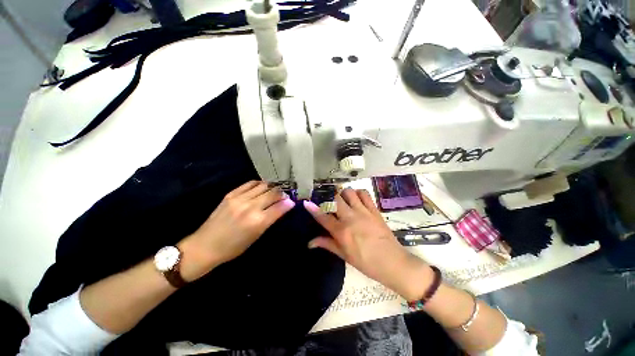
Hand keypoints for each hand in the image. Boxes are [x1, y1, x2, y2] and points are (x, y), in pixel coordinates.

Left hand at [178, 181, 294, 280]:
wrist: (205, 246)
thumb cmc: (233, 247)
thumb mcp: (256, 237)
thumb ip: (271, 219)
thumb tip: (284, 207)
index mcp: (258, 222)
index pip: (280, 207)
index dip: (288, 203)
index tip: (292, 202)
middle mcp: (250, 207)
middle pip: (273, 193)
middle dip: (282, 193)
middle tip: (284, 196)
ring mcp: (240, 198)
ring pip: (263, 185)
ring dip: (272, 187)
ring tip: (274, 191)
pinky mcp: (231, 194)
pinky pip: (250, 183)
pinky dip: (259, 184)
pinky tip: (262, 187)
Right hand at [304, 189, 432, 300]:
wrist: (393, 262)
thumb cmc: (366, 262)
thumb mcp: (345, 255)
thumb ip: (327, 244)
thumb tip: (310, 242)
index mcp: (342, 231)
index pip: (323, 217)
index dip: (313, 209)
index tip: (306, 202)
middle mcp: (351, 218)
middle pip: (335, 199)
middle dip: (328, 197)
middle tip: (327, 201)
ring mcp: (363, 211)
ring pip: (349, 192)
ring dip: (343, 193)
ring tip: (342, 199)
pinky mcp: (374, 209)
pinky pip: (365, 194)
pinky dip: (358, 193)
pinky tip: (356, 198)